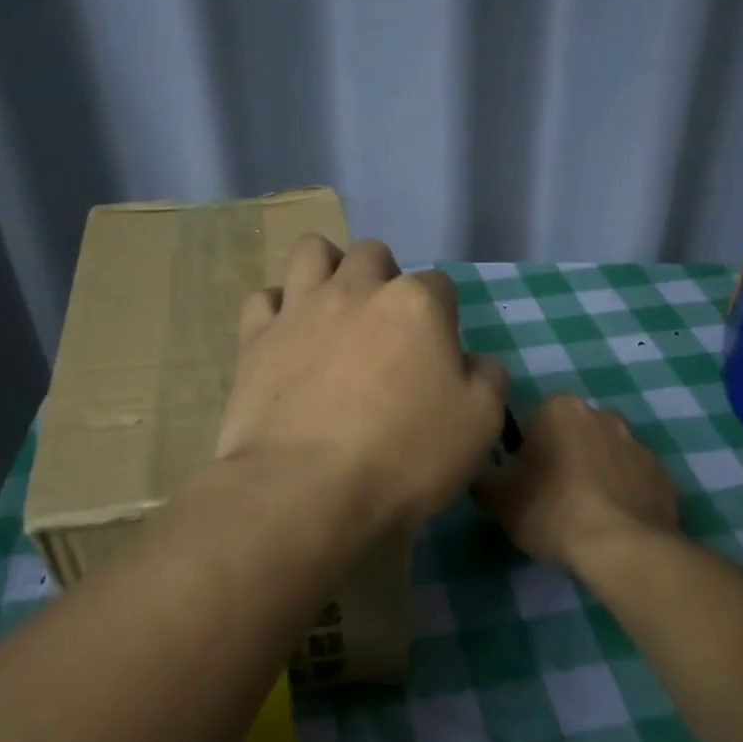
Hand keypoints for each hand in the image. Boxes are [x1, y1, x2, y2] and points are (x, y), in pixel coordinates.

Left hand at [218, 236, 509, 531]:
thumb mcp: (479, 425)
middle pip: (374, 255)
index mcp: (415, 304)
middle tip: (385, 329)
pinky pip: (263, 298)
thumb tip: (474, 361)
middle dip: (384, 278)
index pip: (439, 285)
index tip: (438, 354)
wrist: (307, 489)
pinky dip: (277, 309)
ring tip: (333, 308)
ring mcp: (300, 309)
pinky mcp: (255, 338)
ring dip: (328, 269)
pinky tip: (287, 336)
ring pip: (312, 252)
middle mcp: (356, 290)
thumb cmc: (404, 457)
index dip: (443, 316)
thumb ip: (487, 379)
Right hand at [474, 394, 678, 569]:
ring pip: (607, 454)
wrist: (622, 548)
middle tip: (551, 495)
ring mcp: (639, 444)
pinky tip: (613, 524)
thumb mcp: (497, 498)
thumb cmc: (551, 510)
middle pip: (574, 432)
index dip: (527, 450)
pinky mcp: (664, 476)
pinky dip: (623, 495)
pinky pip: (634, 480)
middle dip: (565, 456)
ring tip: (585, 514)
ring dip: (596, 473)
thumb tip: (485, 476)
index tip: (524, 479)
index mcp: (560, 408)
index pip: (535, 419)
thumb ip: (484, 478)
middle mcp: (602, 414)